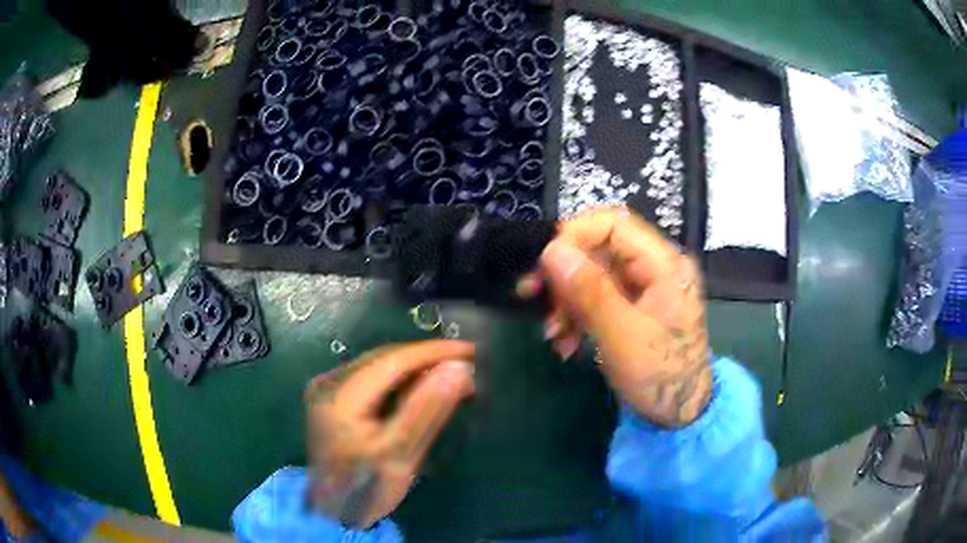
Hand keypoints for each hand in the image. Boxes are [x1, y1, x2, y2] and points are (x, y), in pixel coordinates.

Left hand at [304, 340, 475, 528]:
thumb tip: (459, 368)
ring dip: (416, 369)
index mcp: (340, 396)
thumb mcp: (399, 454)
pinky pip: (373, 378)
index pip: (392, 361)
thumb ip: (426, 410)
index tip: (472, 351)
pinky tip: (422, 388)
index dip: (434, 352)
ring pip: (380, 366)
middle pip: (385, 358)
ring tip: (452, 375)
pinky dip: (401, 381)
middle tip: (468, 365)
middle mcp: (329, 382)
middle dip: (427, 359)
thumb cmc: (364, 489)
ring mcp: (328, 388)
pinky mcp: (333, 397)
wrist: (331, 510)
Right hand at [534, 207, 711, 427]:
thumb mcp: (623, 336)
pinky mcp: (634, 308)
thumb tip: (552, 250)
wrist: (680, 415)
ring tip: (553, 333)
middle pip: (600, 249)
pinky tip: (566, 341)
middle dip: (564, 273)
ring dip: (567, 299)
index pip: (614, 225)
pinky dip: (577, 315)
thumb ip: (590, 291)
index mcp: (664, 265)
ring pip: (594, 274)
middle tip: (532, 294)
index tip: (544, 264)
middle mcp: (655, 268)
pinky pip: (598, 297)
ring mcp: (645, 288)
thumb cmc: (661, 377)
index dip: (574, 235)